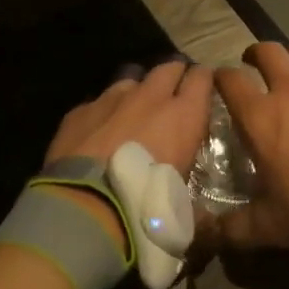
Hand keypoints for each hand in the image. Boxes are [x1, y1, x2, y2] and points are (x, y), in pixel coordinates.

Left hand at [42, 60, 214, 254]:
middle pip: (168, 68)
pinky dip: (104, 111)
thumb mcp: (183, 210)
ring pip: (131, 80)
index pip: (202, 78)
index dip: (204, 80)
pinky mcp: (80, 110)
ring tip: (135, 110)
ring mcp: (111, 99)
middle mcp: (149, 97)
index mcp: (183, 116)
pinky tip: (99, 129)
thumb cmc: (145, 208)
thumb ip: (196, 204)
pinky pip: (98, 101)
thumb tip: (208, 220)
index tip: (205, 88)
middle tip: (173, 94)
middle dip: (173, 76)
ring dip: (137, 91)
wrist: (85, 207)